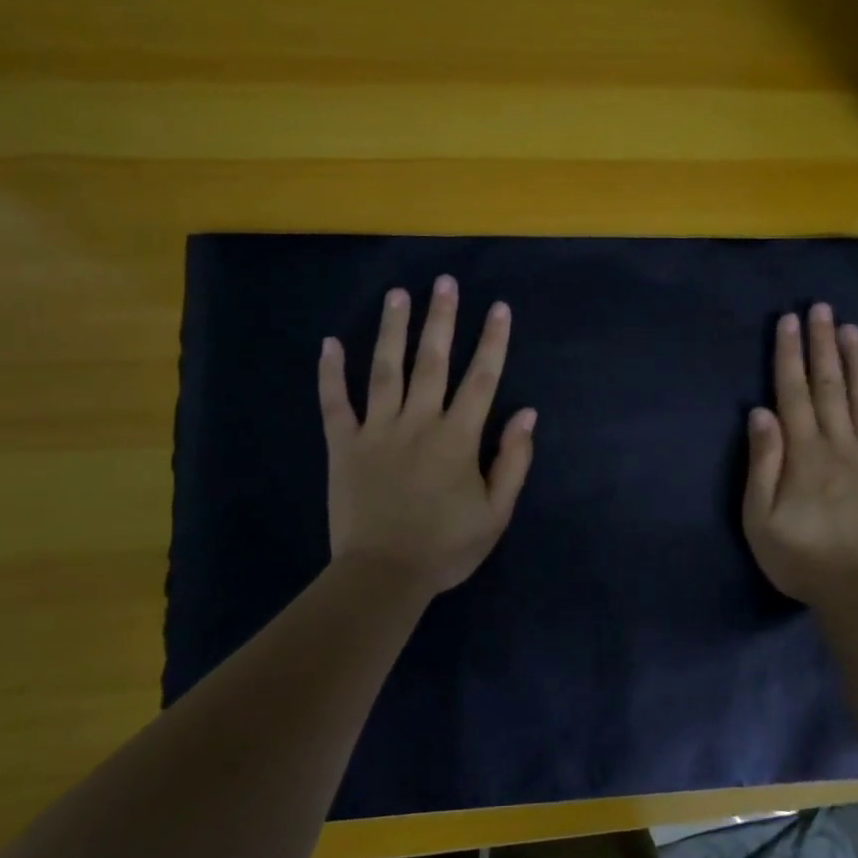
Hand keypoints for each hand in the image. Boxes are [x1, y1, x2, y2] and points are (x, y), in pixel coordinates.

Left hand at [319, 276, 536, 601]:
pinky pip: (335, 404)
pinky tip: (329, 343)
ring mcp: (377, 431)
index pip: (481, 379)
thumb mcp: (496, 512)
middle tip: (444, 282)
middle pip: (432, 362)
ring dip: (392, 330)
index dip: (492, 341)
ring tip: (398, 295)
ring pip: (385, 370)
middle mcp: (418, 423)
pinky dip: (330, 374)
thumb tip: (528, 414)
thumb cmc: (446, 547)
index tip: (498, 307)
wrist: (384, 576)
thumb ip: (513, 460)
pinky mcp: (344, 446)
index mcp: (458, 438)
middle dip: (441, 319)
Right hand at [743, 303, 857, 609]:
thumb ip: (762, 464)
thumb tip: (760, 413)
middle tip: (823, 308)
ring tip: (852, 330)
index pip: (793, 394)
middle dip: (823, 345)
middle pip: (829, 387)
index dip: (789, 355)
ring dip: (857, 362)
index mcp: (804, 454)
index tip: (790, 321)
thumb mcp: (760, 518)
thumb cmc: (800, 557)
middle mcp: (839, 445)